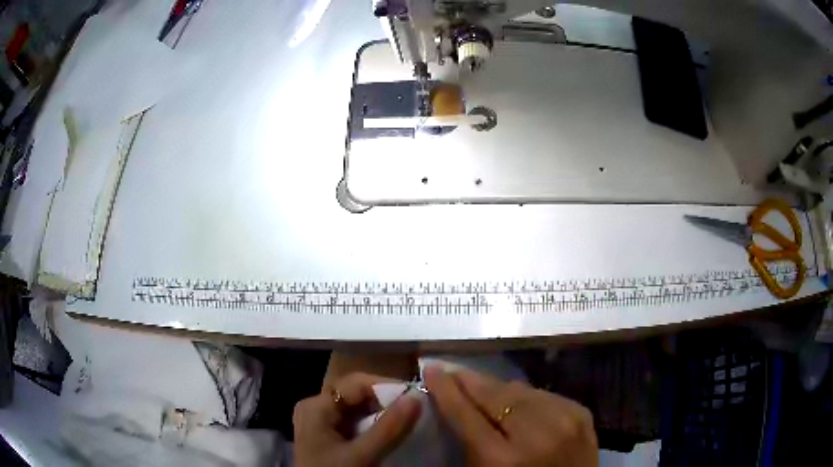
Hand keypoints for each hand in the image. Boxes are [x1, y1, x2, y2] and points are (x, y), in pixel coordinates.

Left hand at [293, 372, 420, 466]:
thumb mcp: (362, 455)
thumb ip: (389, 428)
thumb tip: (416, 396)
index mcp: (316, 406)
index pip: (356, 383)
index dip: (387, 386)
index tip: (417, 397)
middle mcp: (315, 407)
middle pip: (356, 394)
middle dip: (386, 402)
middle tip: (415, 411)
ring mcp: (320, 421)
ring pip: (357, 409)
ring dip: (382, 415)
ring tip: (407, 421)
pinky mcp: (327, 435)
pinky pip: (354, 422)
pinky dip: (373, 426)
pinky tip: (389, 434)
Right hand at [424, 367, 597, 466]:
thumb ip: (469, 441)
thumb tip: (458, 400)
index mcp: (502, 459)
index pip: (466, 414)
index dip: (446, 389)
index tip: (431, 368)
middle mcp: (536, 434)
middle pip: (495, 395)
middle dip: (470, 381)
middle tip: (451, 370)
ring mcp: (564, 419)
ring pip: (520, 389)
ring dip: (497, 388)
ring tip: (481, 386)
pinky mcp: (582, 412)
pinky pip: (542, 394)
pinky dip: (525, 396)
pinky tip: (516, 401)